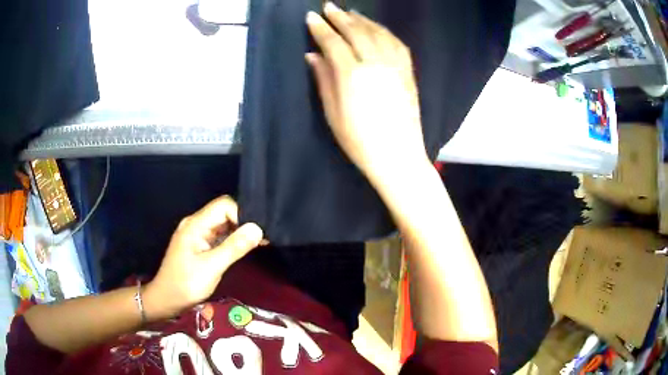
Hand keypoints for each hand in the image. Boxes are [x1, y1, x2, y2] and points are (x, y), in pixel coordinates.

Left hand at [144, 196, 263, 318]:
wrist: (167, 300)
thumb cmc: (187, 284)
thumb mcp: (212, 267)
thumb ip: (234, 247)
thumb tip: (258, 229)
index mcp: (196, 224)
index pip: (223, 205)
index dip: (242, 214)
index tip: (257, 232)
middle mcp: (196, 223)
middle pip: (223, 212)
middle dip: (244, 222)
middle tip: (263, 237)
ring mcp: (197, 234)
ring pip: (222, 224)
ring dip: (239, 231)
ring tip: (260, 241)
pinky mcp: (199, 244)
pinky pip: (219, 235)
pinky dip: (232, 239)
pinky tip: (245, 247)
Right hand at [306, 3, 430, 185]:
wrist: (398, 156)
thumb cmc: (359, 141)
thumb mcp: (333, 113)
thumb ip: (323, 79)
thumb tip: (313, 55)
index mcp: (353, 75)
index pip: (333, 42)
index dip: (321, 28)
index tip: (311, 17)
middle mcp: (376, 64)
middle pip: (356, 32)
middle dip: (340, 17)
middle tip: (329, 7)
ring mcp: (396, 66)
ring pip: (378, 33)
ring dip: (363, 20)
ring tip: (351, 13)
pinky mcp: (408, 72)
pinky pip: (397, 44)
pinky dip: (385, 32)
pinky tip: (377, 28)